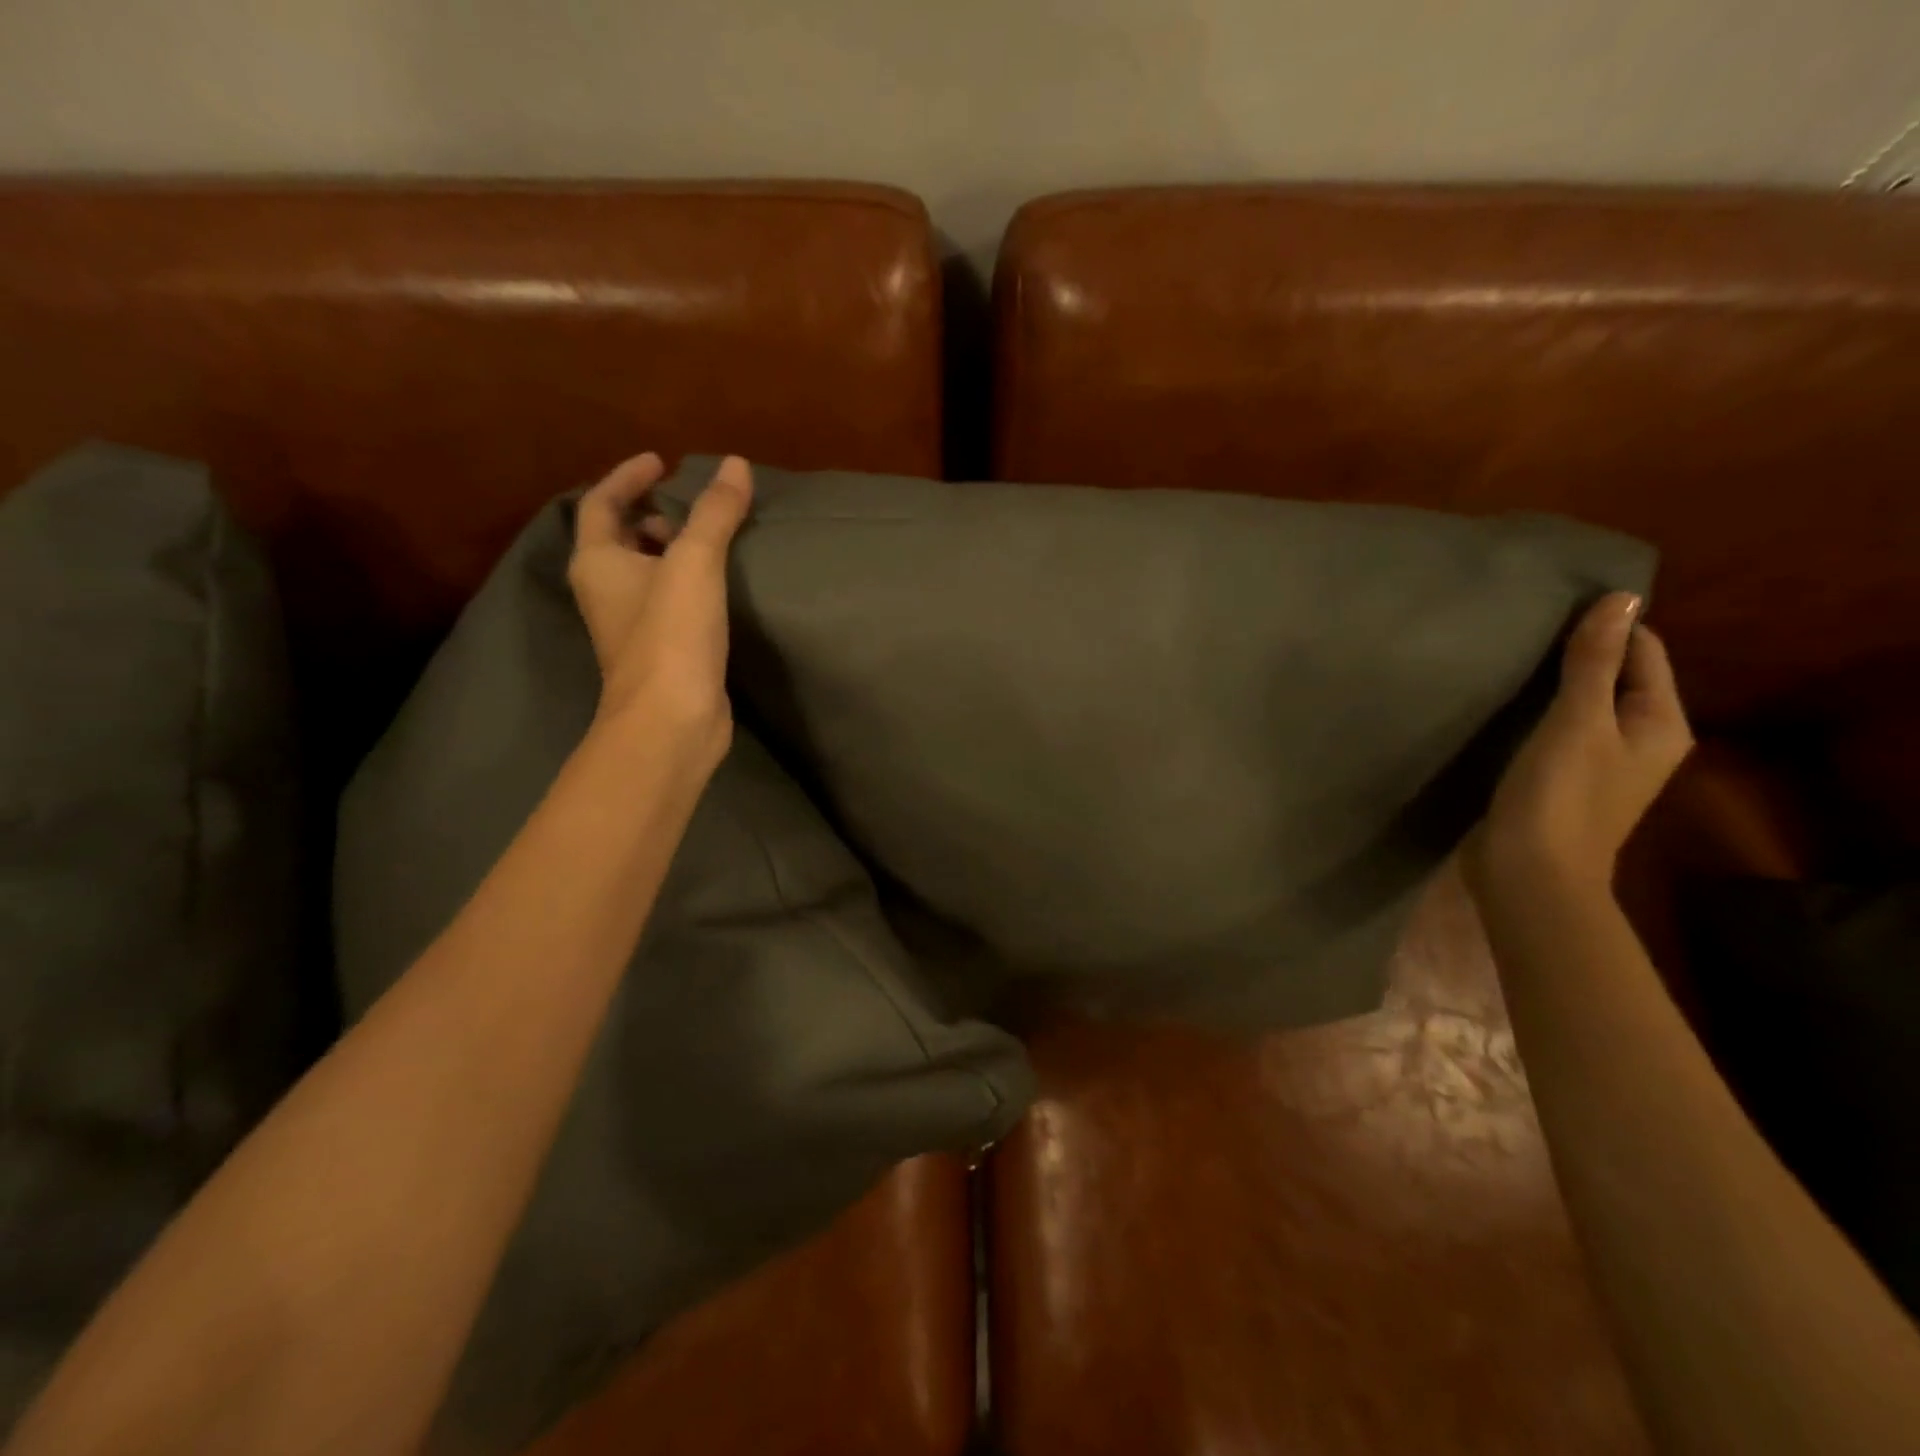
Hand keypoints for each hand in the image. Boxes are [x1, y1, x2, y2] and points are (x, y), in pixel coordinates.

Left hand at [567, 452, 753, 762]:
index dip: (628, 477)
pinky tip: (721, 587)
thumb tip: (736, 464)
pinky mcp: (661, 651)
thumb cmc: (671, 635)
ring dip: (673, 551)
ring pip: (647, 573)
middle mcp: (606, 591)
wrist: (672, 719)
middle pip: (621, 538)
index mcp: (598, 562)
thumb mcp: (694, 563)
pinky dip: (689, 584)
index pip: (602, 503)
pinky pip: (670, 602)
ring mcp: (632, 625)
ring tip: (713, 540)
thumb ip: (715, 513)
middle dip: (653, 515)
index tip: (662, 462)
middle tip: (693, 504)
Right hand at [1465, 592, 1694, 904]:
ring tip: (1509, 658)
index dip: (1608, 626)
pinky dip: (1537, 712)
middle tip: (1524, 628)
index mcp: (1661, 723)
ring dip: (1553, 683)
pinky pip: (1557, 729)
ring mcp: (1601, 763)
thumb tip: (1621, 598)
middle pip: (1616, 678)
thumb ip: (1595, 662)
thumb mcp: (1577, 721)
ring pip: (1583, 704)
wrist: (1528, 873)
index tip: (1554, 605)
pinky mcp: (1563, 779)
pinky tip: (1503, 704)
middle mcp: (1641, 740)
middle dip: (1578, 652)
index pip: (1645, 653)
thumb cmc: (1560, 795)